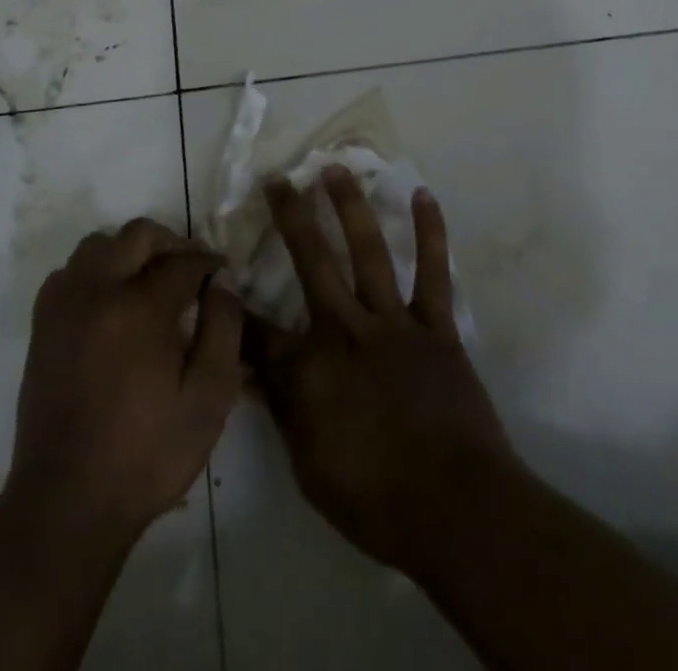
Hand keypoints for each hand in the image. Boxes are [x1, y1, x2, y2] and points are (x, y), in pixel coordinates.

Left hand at [9, 219, 243, 539]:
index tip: (223, 275)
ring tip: (151, 282)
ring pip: (99, 244)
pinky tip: (112, 302)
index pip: (183, 262)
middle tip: (192, 271)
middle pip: (138, 235)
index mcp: (139, 308)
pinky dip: (95, 271)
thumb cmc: (147, 455)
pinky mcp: (42, 324)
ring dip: (130, 252)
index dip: (209, 264)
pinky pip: (70, 271)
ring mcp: (63, 304)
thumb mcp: (208, 399)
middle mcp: (97, 291)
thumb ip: (223, 329)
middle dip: (172, 244)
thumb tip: (222, 280)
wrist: (67, 502)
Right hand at [245, 169, 521, 575]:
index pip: (256, 330)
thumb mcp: (309, 467)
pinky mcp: (435, 326)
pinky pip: (433, 272)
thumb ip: (282, 411)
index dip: (234, 304)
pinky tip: (423, 196)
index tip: (220, 273)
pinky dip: (430, 233)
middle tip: (277, 179)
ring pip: (367, 252)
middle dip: (290, 217)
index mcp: (309, 369)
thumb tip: (250, 374)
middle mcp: (345, 330)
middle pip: (310, 262)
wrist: (457, 508)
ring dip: (350, 207)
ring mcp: (393, 323)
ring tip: (335, 169)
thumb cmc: (375, 500)